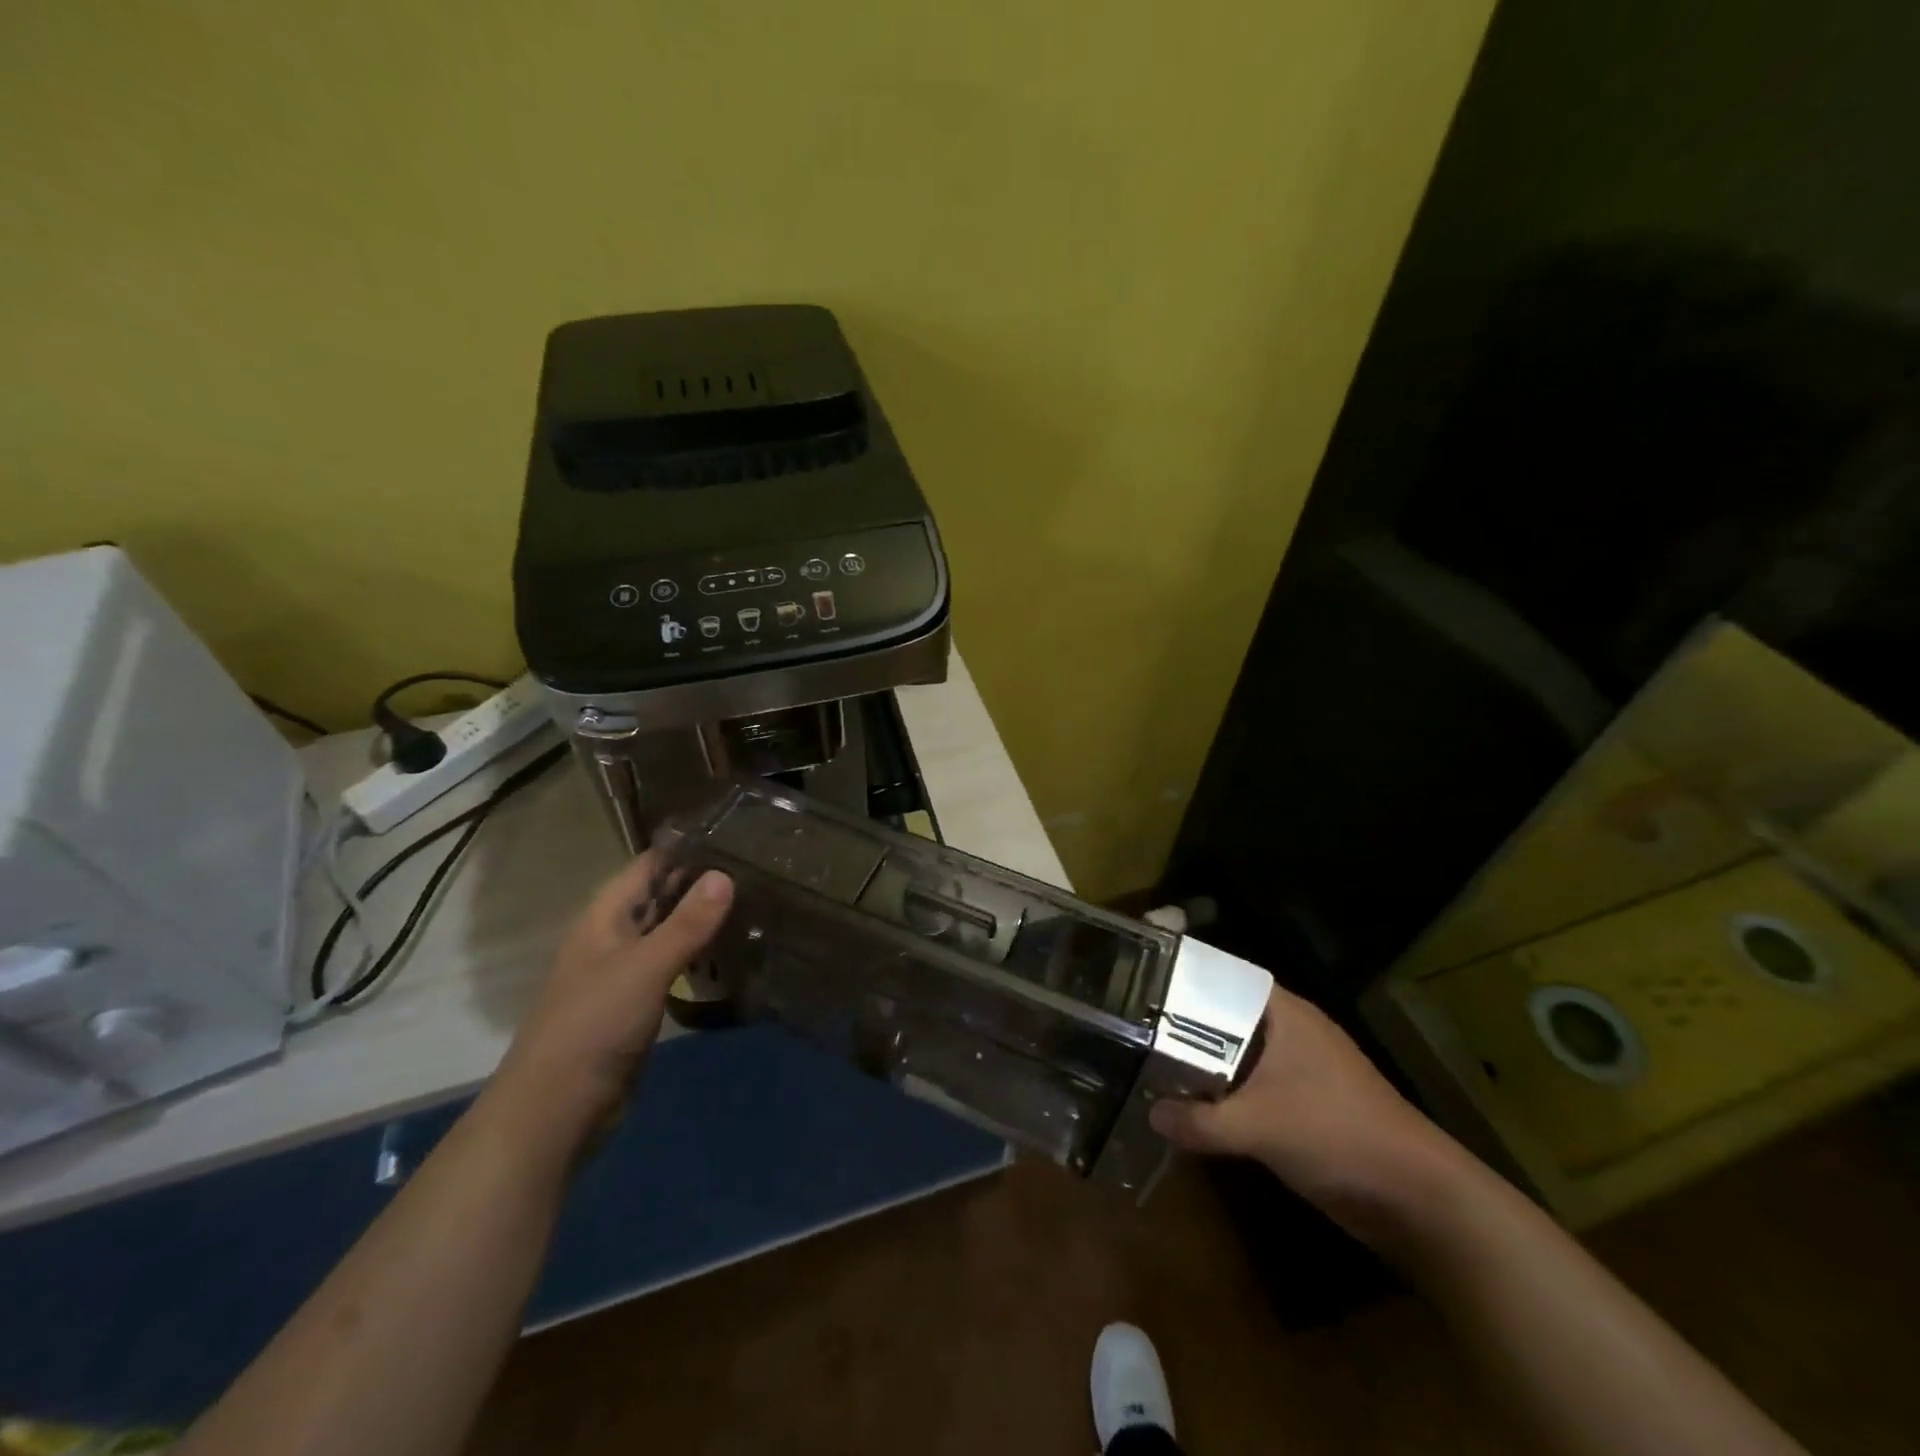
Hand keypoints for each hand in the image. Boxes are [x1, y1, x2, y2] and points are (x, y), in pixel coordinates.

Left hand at [484, 853, 733, 1149]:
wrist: (556, 1109)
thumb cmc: (594, 1025)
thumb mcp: (645, 967)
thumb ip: (687, 923)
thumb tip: (725, 875)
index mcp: (604, 918)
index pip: (647, 866)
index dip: (684, 848)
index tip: (732, 832)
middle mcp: (613, 938)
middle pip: (658, 897)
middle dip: (698, 881)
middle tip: (756, 865)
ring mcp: (624, 972)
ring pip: (667, 932)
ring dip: (700, 918)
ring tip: (753, 899)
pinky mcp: (636, 1004)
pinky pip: (671, 966)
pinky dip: (697, 954)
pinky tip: (729, 951)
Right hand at [1149, 984, 1464, 1240]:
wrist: (1417, 1199)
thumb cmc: (1337, 1134)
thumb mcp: (1259, 1126)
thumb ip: (1200, 1120)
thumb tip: (1150, 1113)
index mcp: (1285, 1014)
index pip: (1224, 976)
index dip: (1184, 976)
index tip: (1139, 981)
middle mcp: (1291, 1032)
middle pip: (1226, 1016)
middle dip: (1184, 1024)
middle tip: (1133, 1025)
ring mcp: (1300, 1070)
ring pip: (1238, 1054)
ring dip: (1203, 1062)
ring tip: (1149, 1060)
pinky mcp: (1305, 1105)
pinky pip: (1252, 1087)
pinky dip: (1224, 1092)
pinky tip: (1192, 1104)